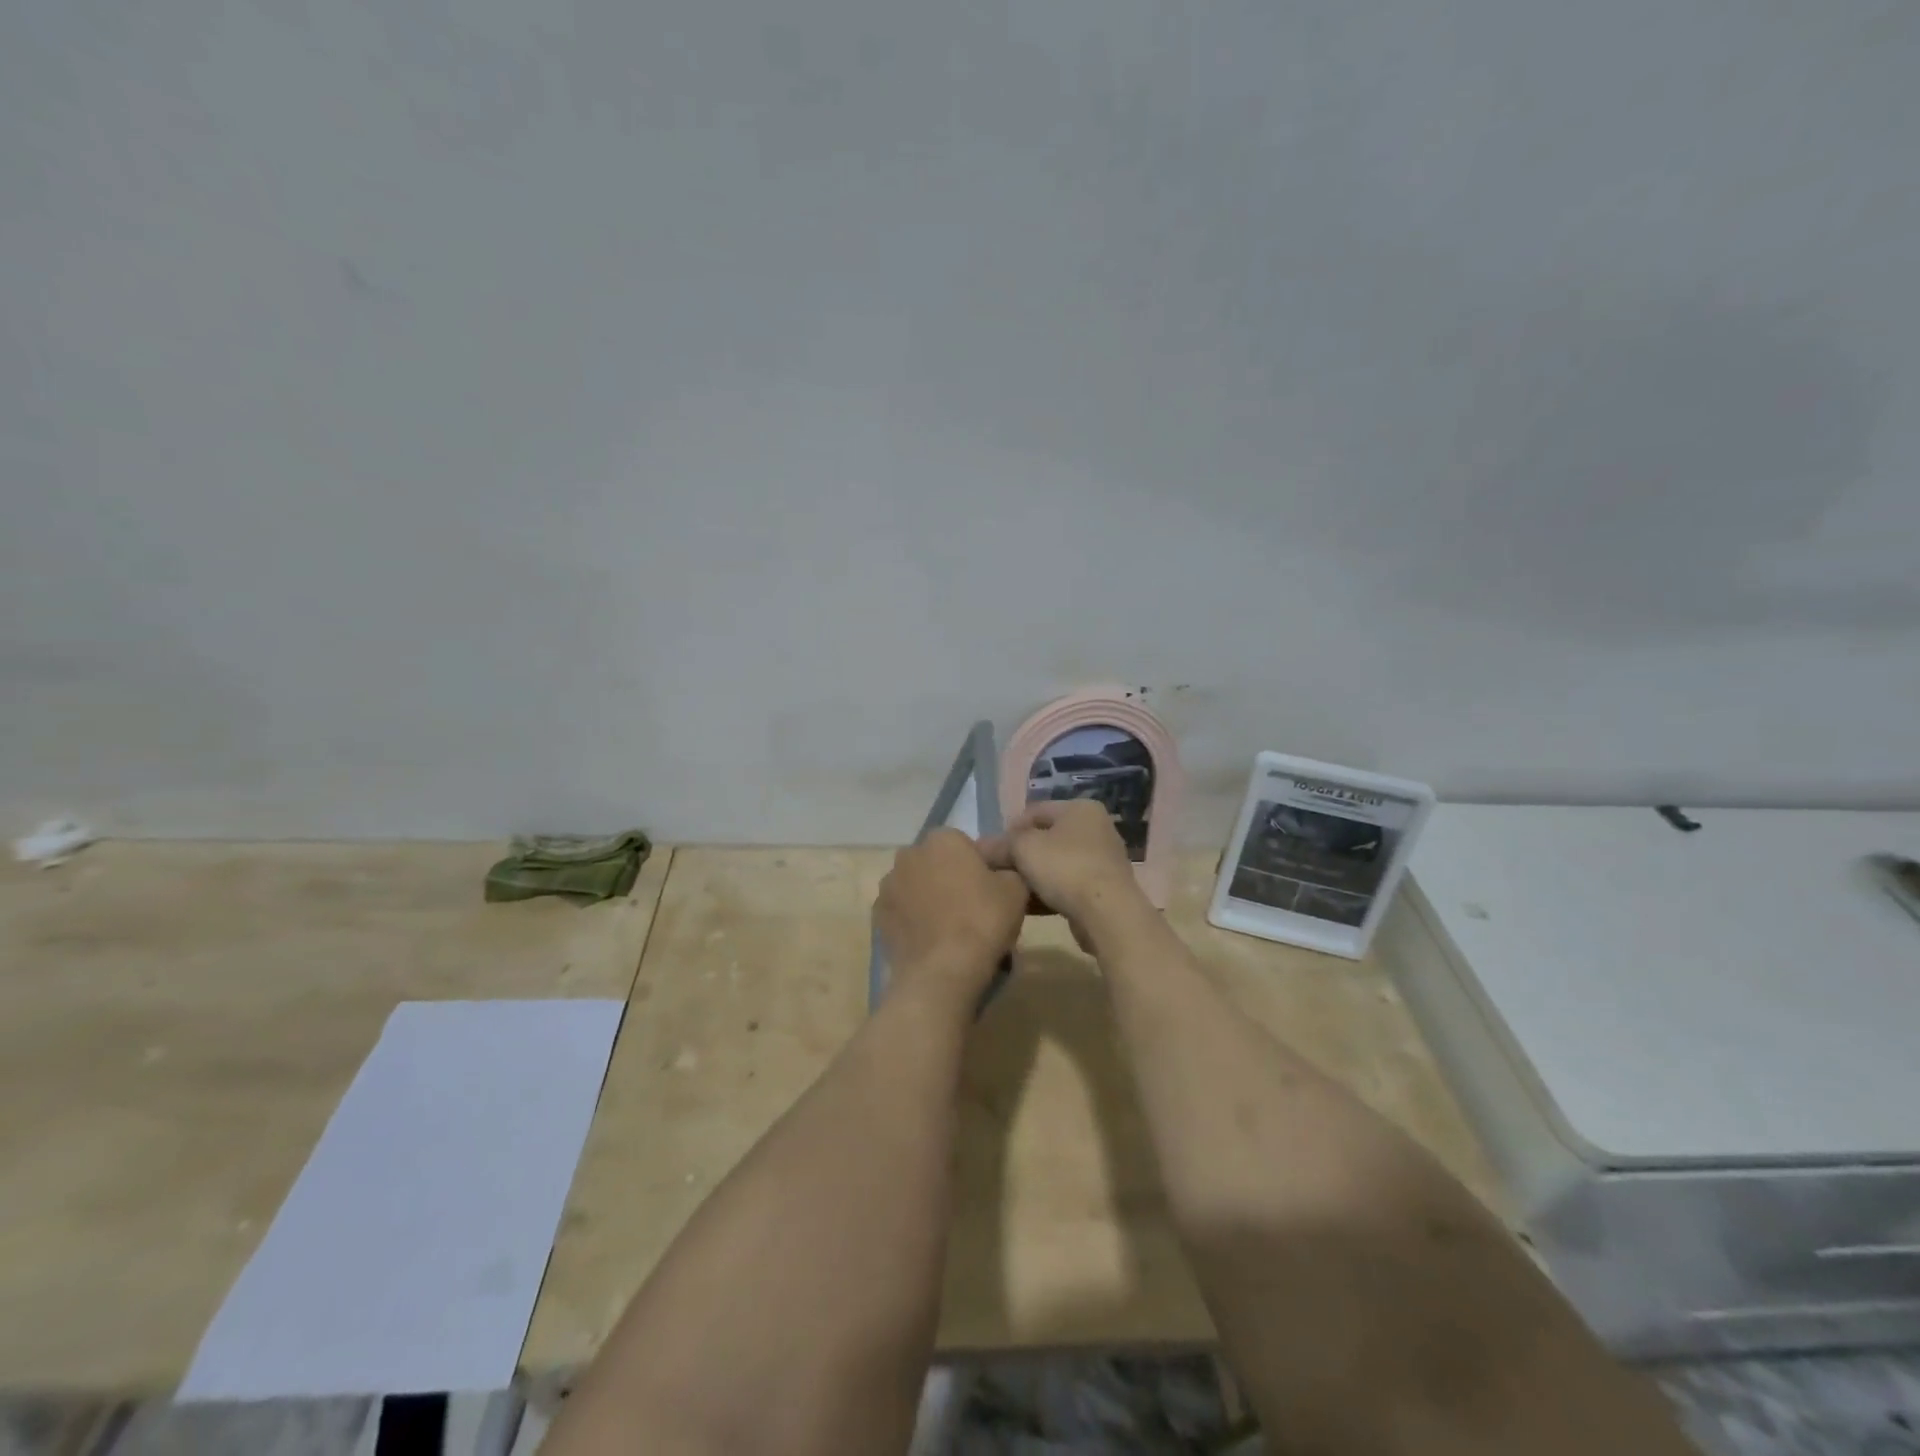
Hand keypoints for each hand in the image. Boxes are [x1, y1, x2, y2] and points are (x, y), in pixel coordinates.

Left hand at [875, 829, 1028, 1007]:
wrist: (942, 971)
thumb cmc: (982, 921)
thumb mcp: (1016, 889)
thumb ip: (1006, 870)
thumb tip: (998, 874)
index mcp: (942, 839)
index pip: (962, 843)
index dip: (976, 865)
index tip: (988, 890)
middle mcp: (909, 854)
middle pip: (935, 863)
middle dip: (948, 878)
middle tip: (970, 909)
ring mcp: (888, 885)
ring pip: (915, 886)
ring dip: (927, 898)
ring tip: (948, 930)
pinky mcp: (877, 916)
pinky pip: (901, 911)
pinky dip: (912, 920)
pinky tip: (930, 942)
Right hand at [979, 800, 1142, 929]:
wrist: (1107, 913)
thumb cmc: (1064, 868)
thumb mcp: (1024, 848)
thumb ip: (1001, 844)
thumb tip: (982, 848)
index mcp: (1080, 808)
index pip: (1034, 811)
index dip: (1009, 830)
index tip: (992, 852)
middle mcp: (1096, 828)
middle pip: (1046, 838)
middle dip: (1021, 855)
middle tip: (1000, 872)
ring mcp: (1103, 859)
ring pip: (1056, 863)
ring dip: (1033, 876)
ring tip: (1012, 892)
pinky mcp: (1105, 888)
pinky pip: (1068, 884)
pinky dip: (1049, 892)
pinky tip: (1031, 906)